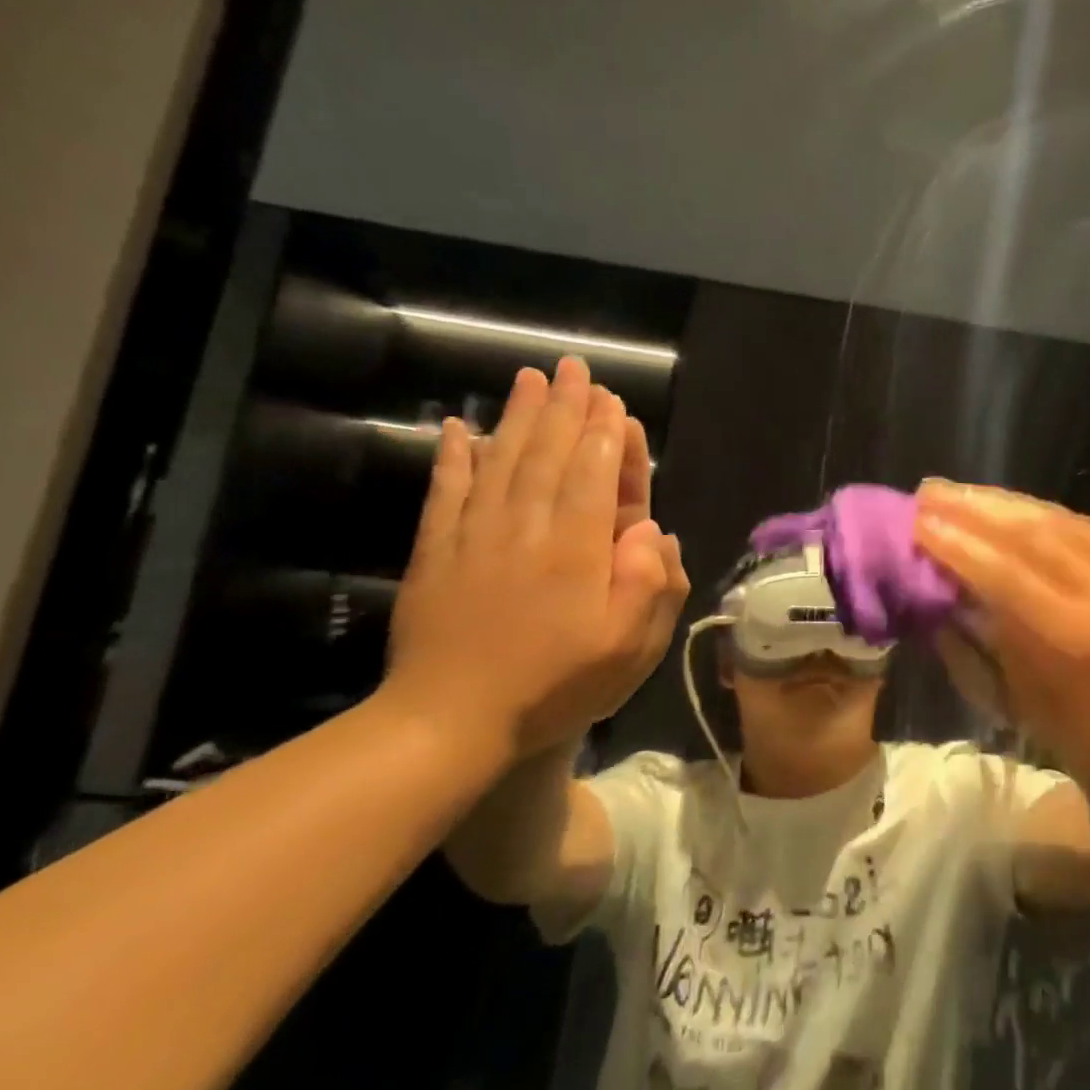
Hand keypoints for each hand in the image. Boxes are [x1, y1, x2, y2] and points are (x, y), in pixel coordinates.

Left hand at [383, 359, 689, 762]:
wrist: (451, 721)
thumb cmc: (554, 686)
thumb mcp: (628, 648)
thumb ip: (650, 584)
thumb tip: (652, 529)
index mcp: (576, 550)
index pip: (593, 475)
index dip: (604, 434)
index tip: (610, 400)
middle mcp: (527, 528)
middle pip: (548, 454)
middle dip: (564, 408)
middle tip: (573, 368)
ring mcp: (476, 536)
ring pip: (501, 461)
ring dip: (518, 416)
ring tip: (529, 378)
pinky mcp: (438, 552)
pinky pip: (446, 492)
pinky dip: (453, 457)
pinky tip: (458, 428)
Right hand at [914, 481, 1089, 826]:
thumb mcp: (1038, 715)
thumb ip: (986, 659)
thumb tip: (944, 613)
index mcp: (1072, 637)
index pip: (1002, 574)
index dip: (956, 545)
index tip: (916, 523)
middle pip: (1027, 533)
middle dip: (971, 508)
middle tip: (926, 492)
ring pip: (1054, 519)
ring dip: (1001, 500)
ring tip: (957, 490)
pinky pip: (1081, 524)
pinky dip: (1038, 510)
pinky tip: (1012, 505)